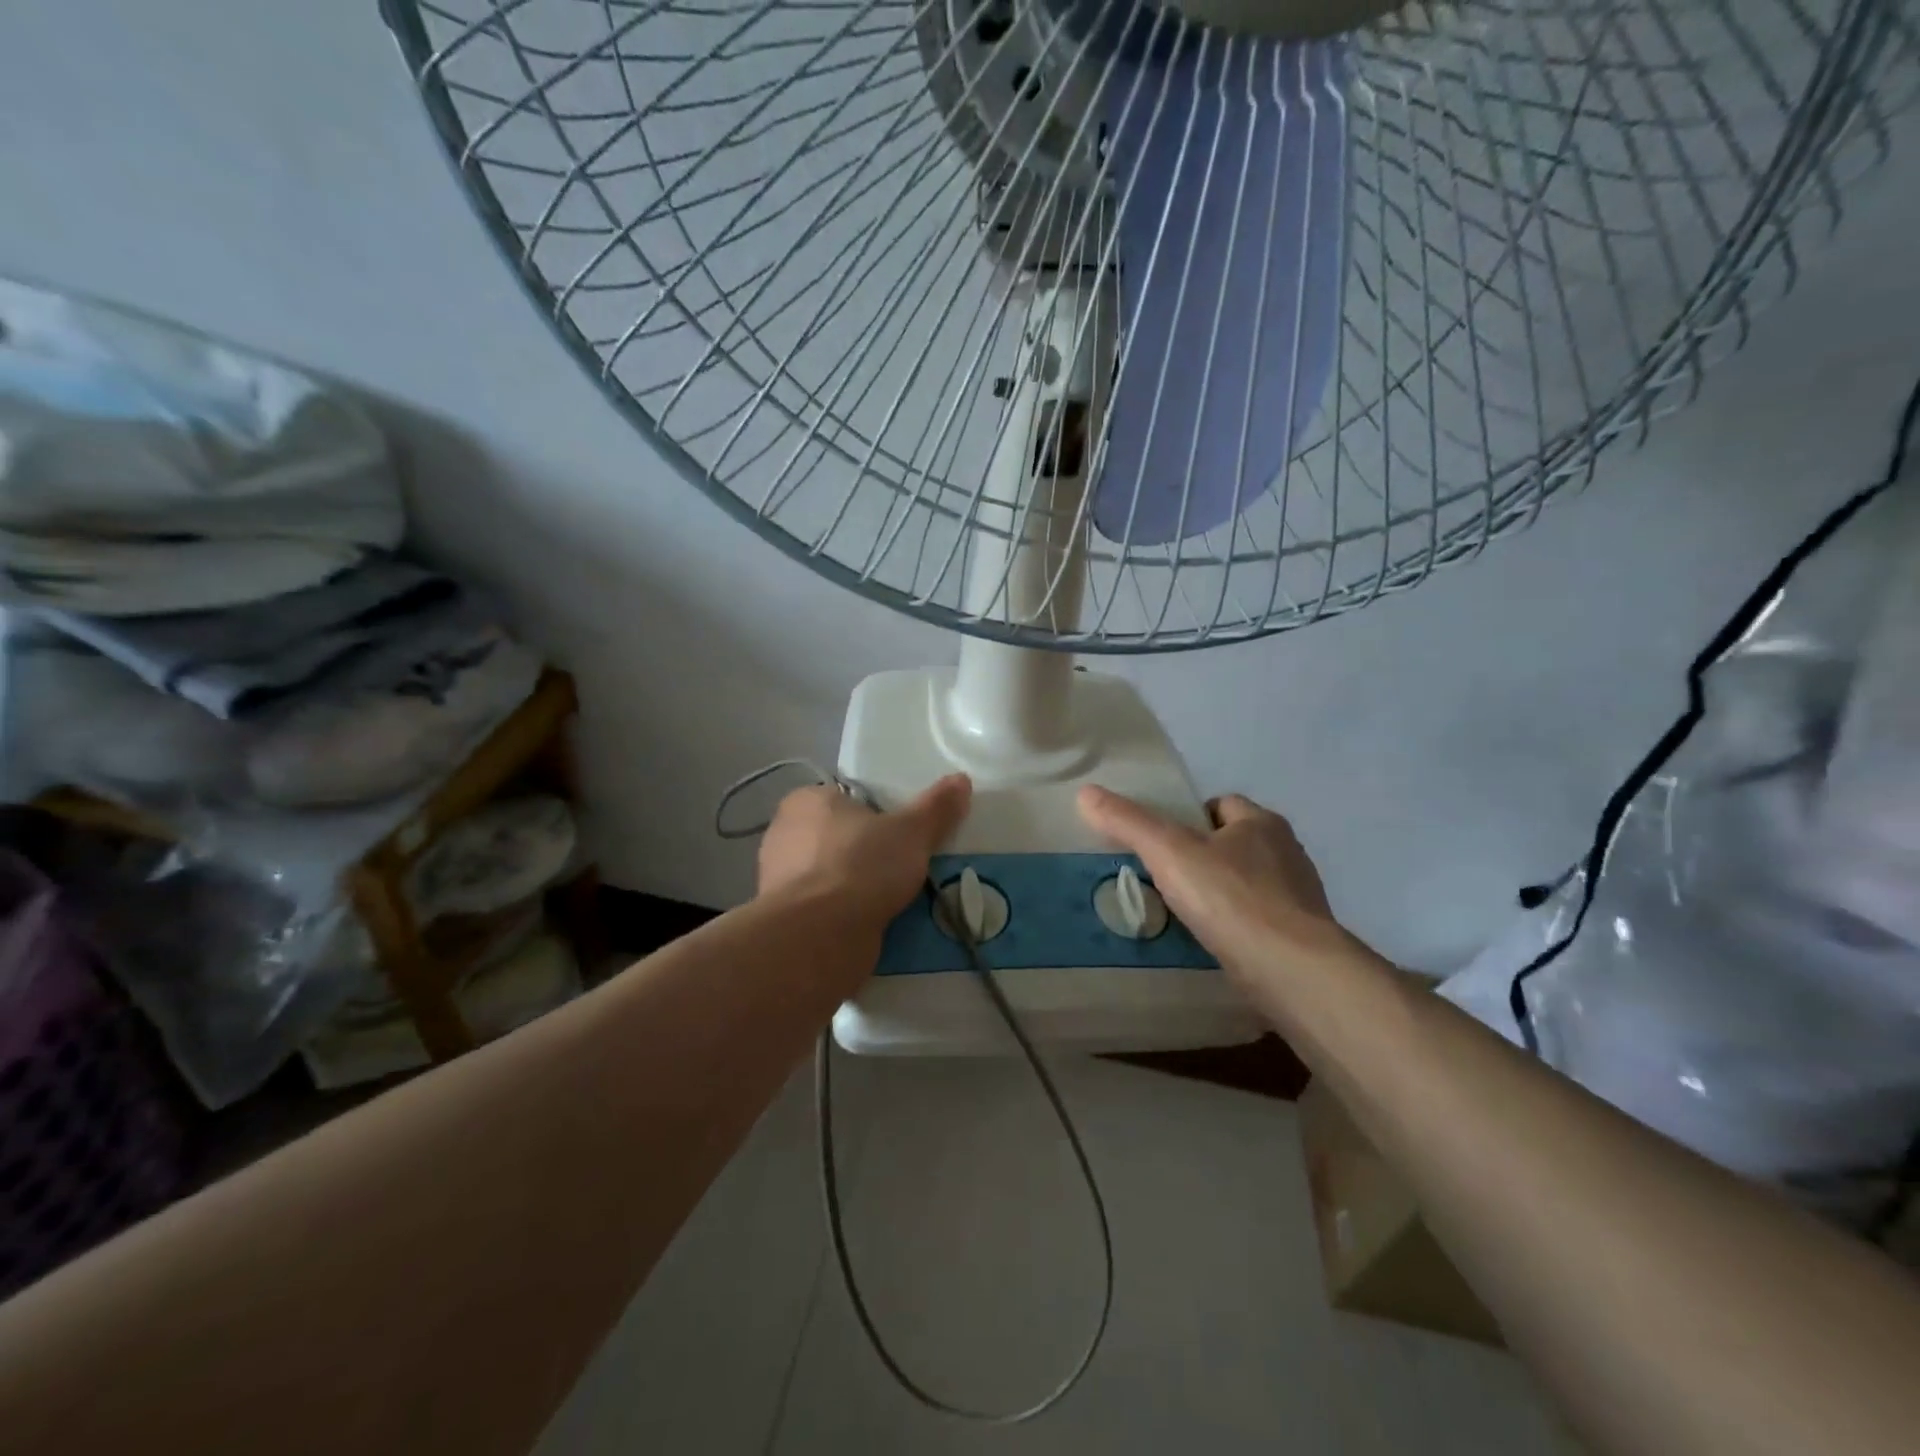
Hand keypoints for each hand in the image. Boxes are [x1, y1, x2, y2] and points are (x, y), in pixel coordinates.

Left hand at [758, 775, 971, 931]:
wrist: (818, 937)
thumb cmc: (860, 866)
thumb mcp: (911, 831)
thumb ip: (936, 807)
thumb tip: (961, 779)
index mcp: (806, 800)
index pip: (846, 798)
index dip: (876, 813)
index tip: (903, 832)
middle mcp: (784, 834)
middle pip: (840, 837)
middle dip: (868, 852)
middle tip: (905, 866)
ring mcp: (780, 880)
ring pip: (832, 875)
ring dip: (857, 886)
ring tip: (896, 899)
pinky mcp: (785, 920)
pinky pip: (824, 909)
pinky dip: (845, 915)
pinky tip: (874, 924)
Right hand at [1076, 786, 1349, 977]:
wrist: (1293, 971)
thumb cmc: (1231, 899)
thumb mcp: (1169, 852)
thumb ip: (1128, 822)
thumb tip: (1086, 793)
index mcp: (1261, 823)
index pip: (1222, 804)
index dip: (1190, 818)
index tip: (1162, 842)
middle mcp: (1287, 852)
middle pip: (1236, 843)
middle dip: (1205, 856)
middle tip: (1166, 878)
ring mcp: (1299, 897)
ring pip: (1250, 883)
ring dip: (1222, 893)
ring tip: (1185, 913)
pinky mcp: (1302, 937)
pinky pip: (1260, 920)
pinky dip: (1238, 926)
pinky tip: (1214, 943)